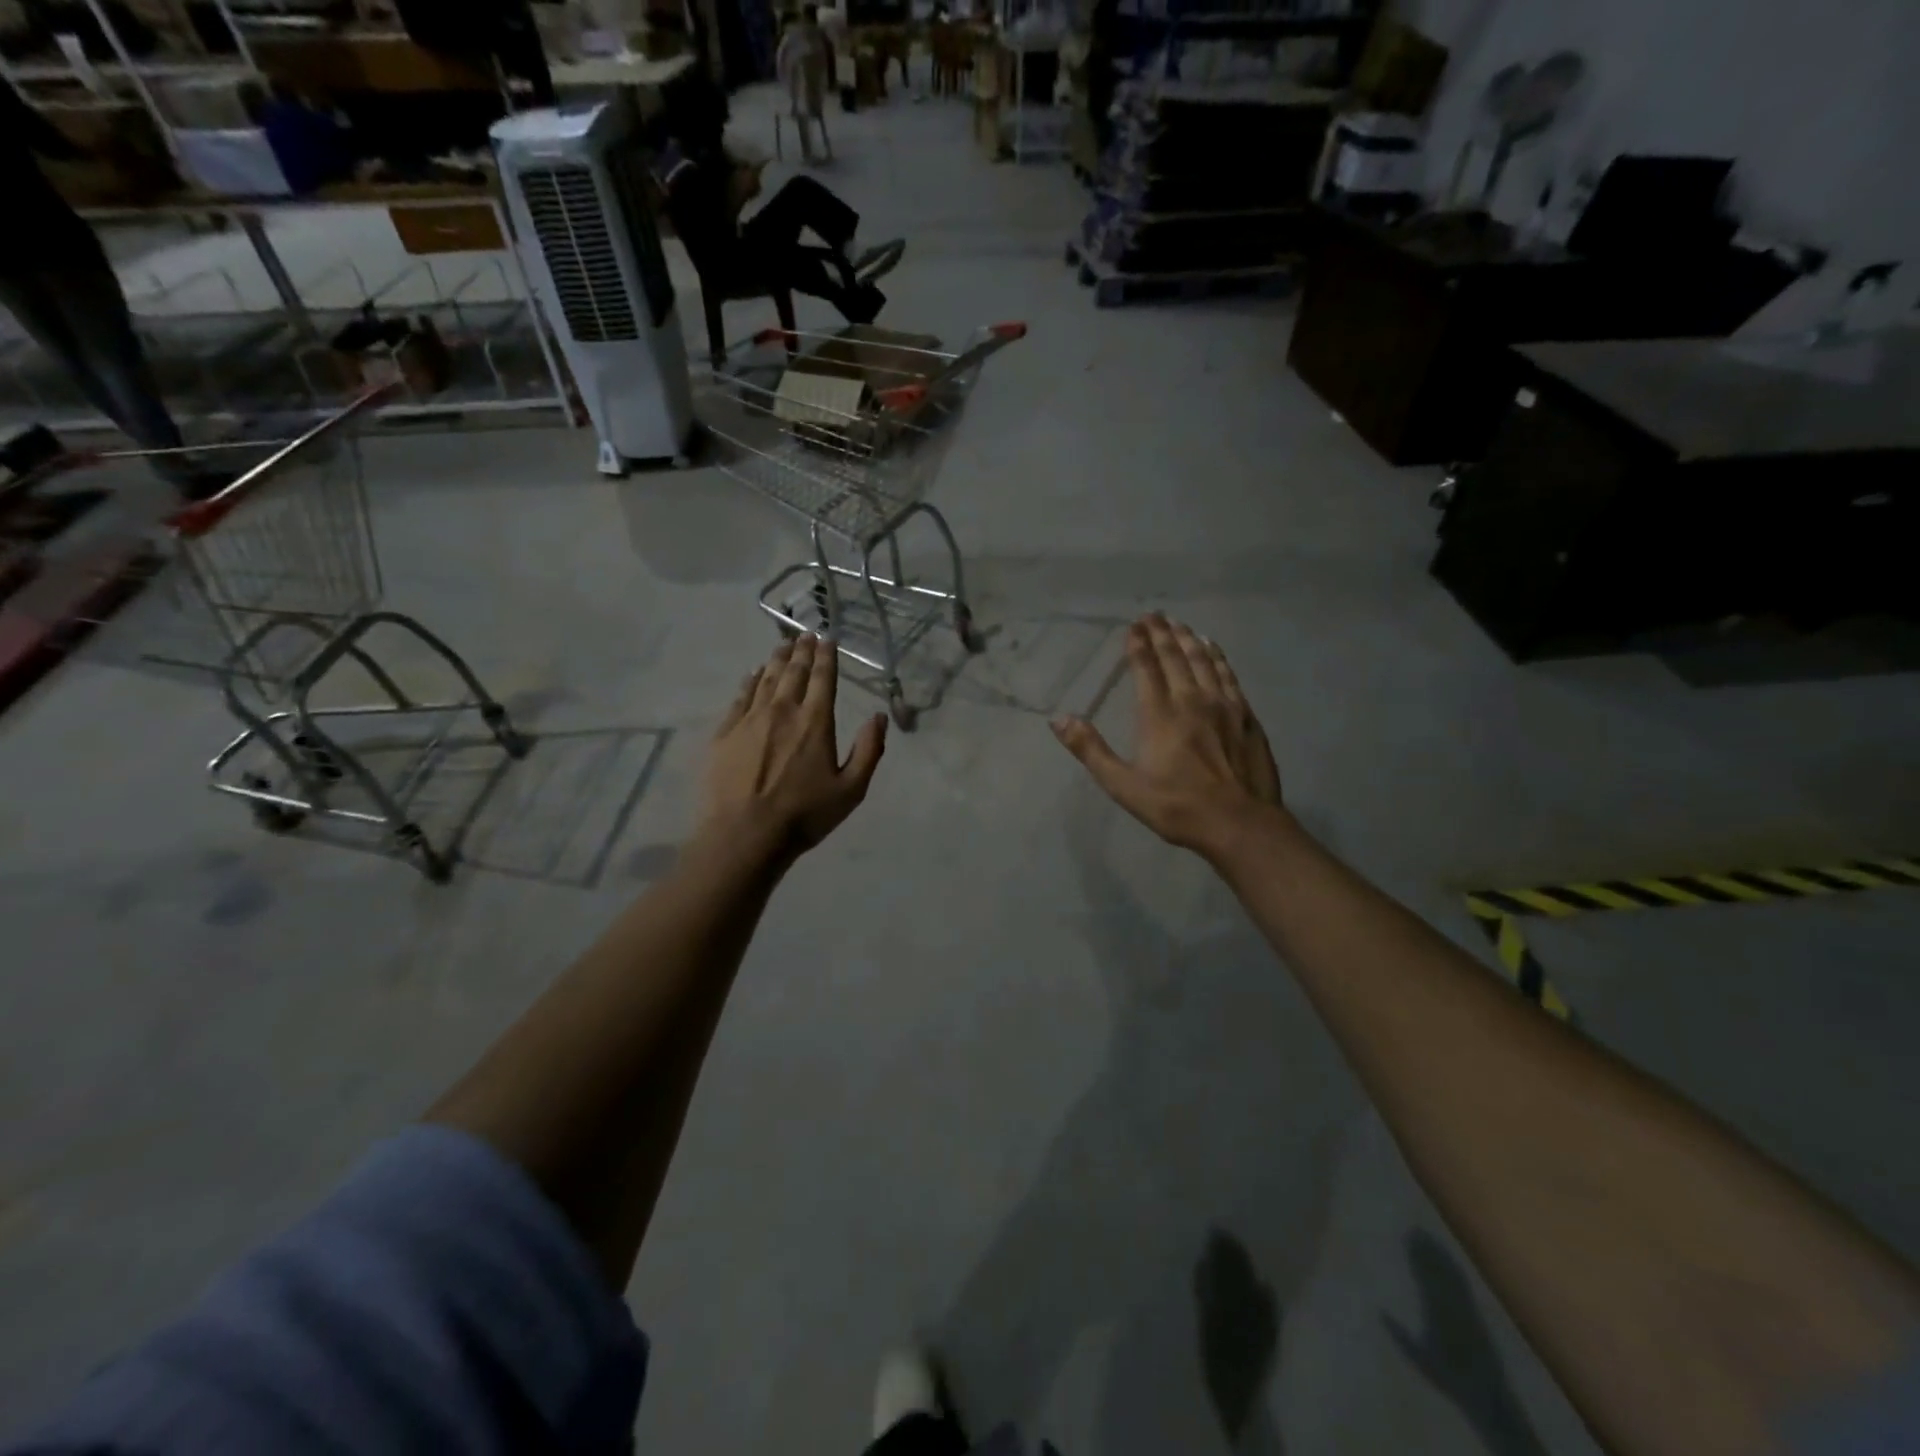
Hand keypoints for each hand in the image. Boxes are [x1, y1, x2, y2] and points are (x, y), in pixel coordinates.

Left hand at [703, 634, 886, 858]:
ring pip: (766, 678)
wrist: (743, 835)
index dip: (826, 656)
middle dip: (802, 650)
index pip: (822, 678)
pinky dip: (750, 680)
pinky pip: (741, 696)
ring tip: (783, 644)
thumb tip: (879, 716)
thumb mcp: (851, 790)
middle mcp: (783, 710)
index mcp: (815, 721)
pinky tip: (754, 673)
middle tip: (805, 634)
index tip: (826, 639)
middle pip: (793, 671)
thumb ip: (869, 750)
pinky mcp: (725, 732)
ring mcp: (750, 719)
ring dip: (777, 658)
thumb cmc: (803, 815)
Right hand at [1051, 614, 1283, 858]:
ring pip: (1203, 661)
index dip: (1137, 645)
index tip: (1132, 626)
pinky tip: (1213, 648)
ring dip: (1188, 639)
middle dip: (1161, 633)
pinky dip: (1217, 657)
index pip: (1146, 669)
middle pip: (1175, 657)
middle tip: (1153, 614)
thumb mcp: (1123, 786)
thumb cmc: (1176, 807)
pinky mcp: (1246, 715)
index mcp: (1158, 715)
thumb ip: (1091, 750)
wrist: (1239, 823)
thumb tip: (1059, 719)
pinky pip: (1228, 675)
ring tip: (1178, 623)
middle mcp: (1190, 700)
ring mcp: (1223, 705)